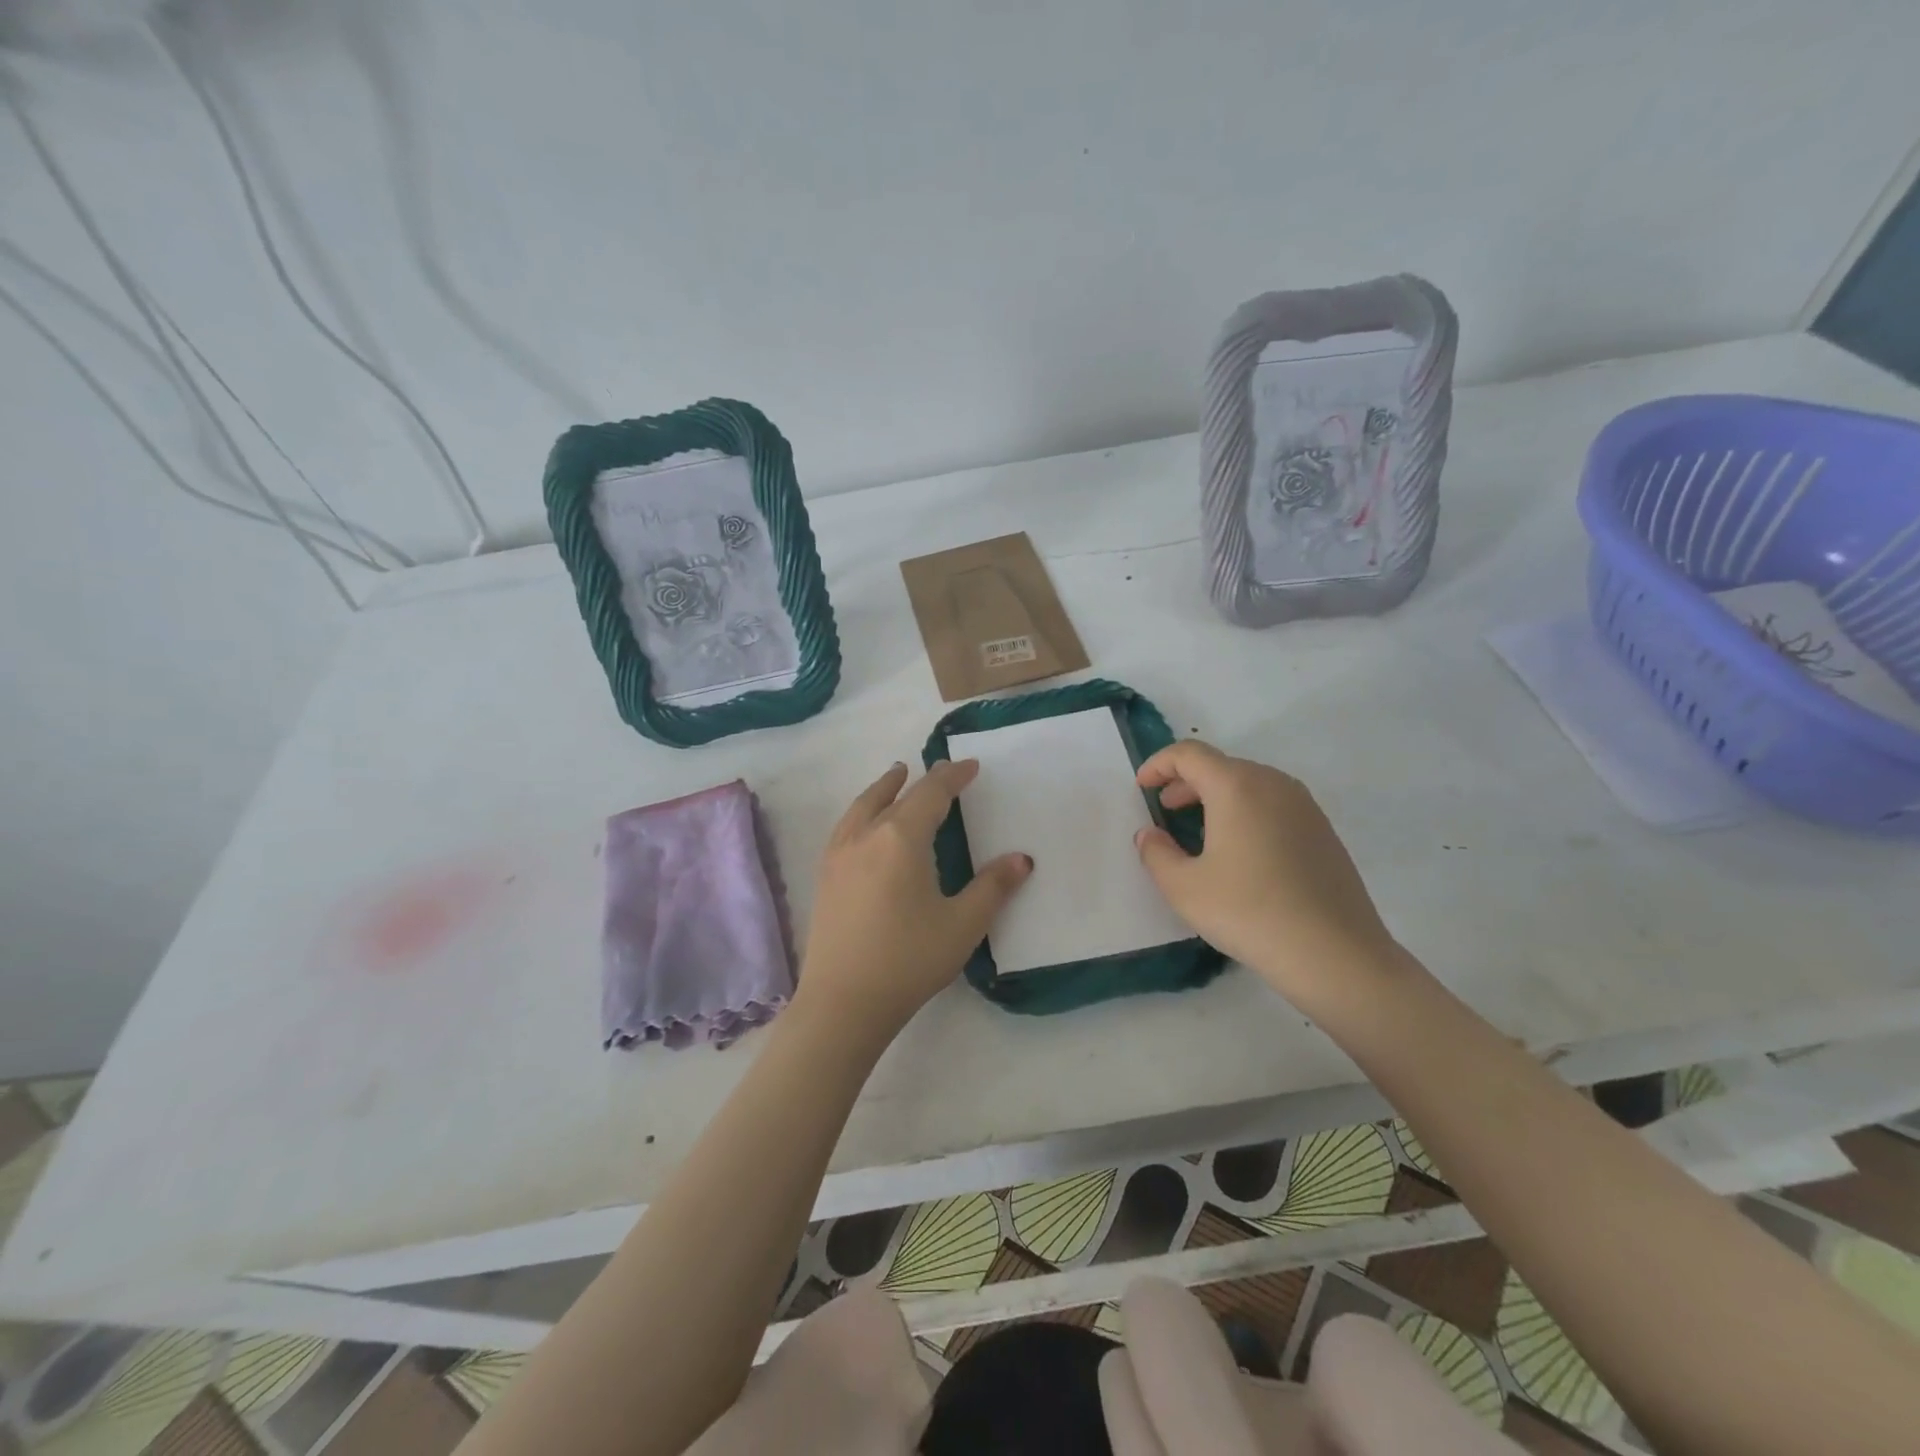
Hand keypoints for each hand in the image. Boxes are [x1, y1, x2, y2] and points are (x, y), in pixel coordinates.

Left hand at [795, 759, 1032, 1038]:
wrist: (842, 1003)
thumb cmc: (908, 960)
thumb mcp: (962, 924)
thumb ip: (993, 887)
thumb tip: (1021, 859)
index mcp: (901, 838)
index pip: (931, 793)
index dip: (952, 776)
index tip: (970, 765)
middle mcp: (866, 835)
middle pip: (895, 795)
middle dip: (920, 780)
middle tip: (939, 772)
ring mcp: (839, 855)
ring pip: (863, 806)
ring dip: (884, 788)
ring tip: (896, 777)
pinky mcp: (825, 876)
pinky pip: (846, 826)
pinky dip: (862, 810)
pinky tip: (866, 825)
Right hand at [1133, 740, 1395, 1000]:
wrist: (1335, 953)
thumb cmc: (1249, 912)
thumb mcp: (1184, 888)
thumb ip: (1156, 853)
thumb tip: (1150, 834)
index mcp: (1236, 786)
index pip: (1189, 754)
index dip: (1158, 764)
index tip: (1142, 787)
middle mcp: (1273, 784)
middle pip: (1221, 765)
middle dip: (1186, 781)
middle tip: (1165, 809)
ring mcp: (1304, 806)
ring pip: (1249, 783)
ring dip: (1217, 796)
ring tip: (1199, 830)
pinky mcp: (1323, 830)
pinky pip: (1273, 804)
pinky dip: (1246, 811)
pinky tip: (1240, 851)